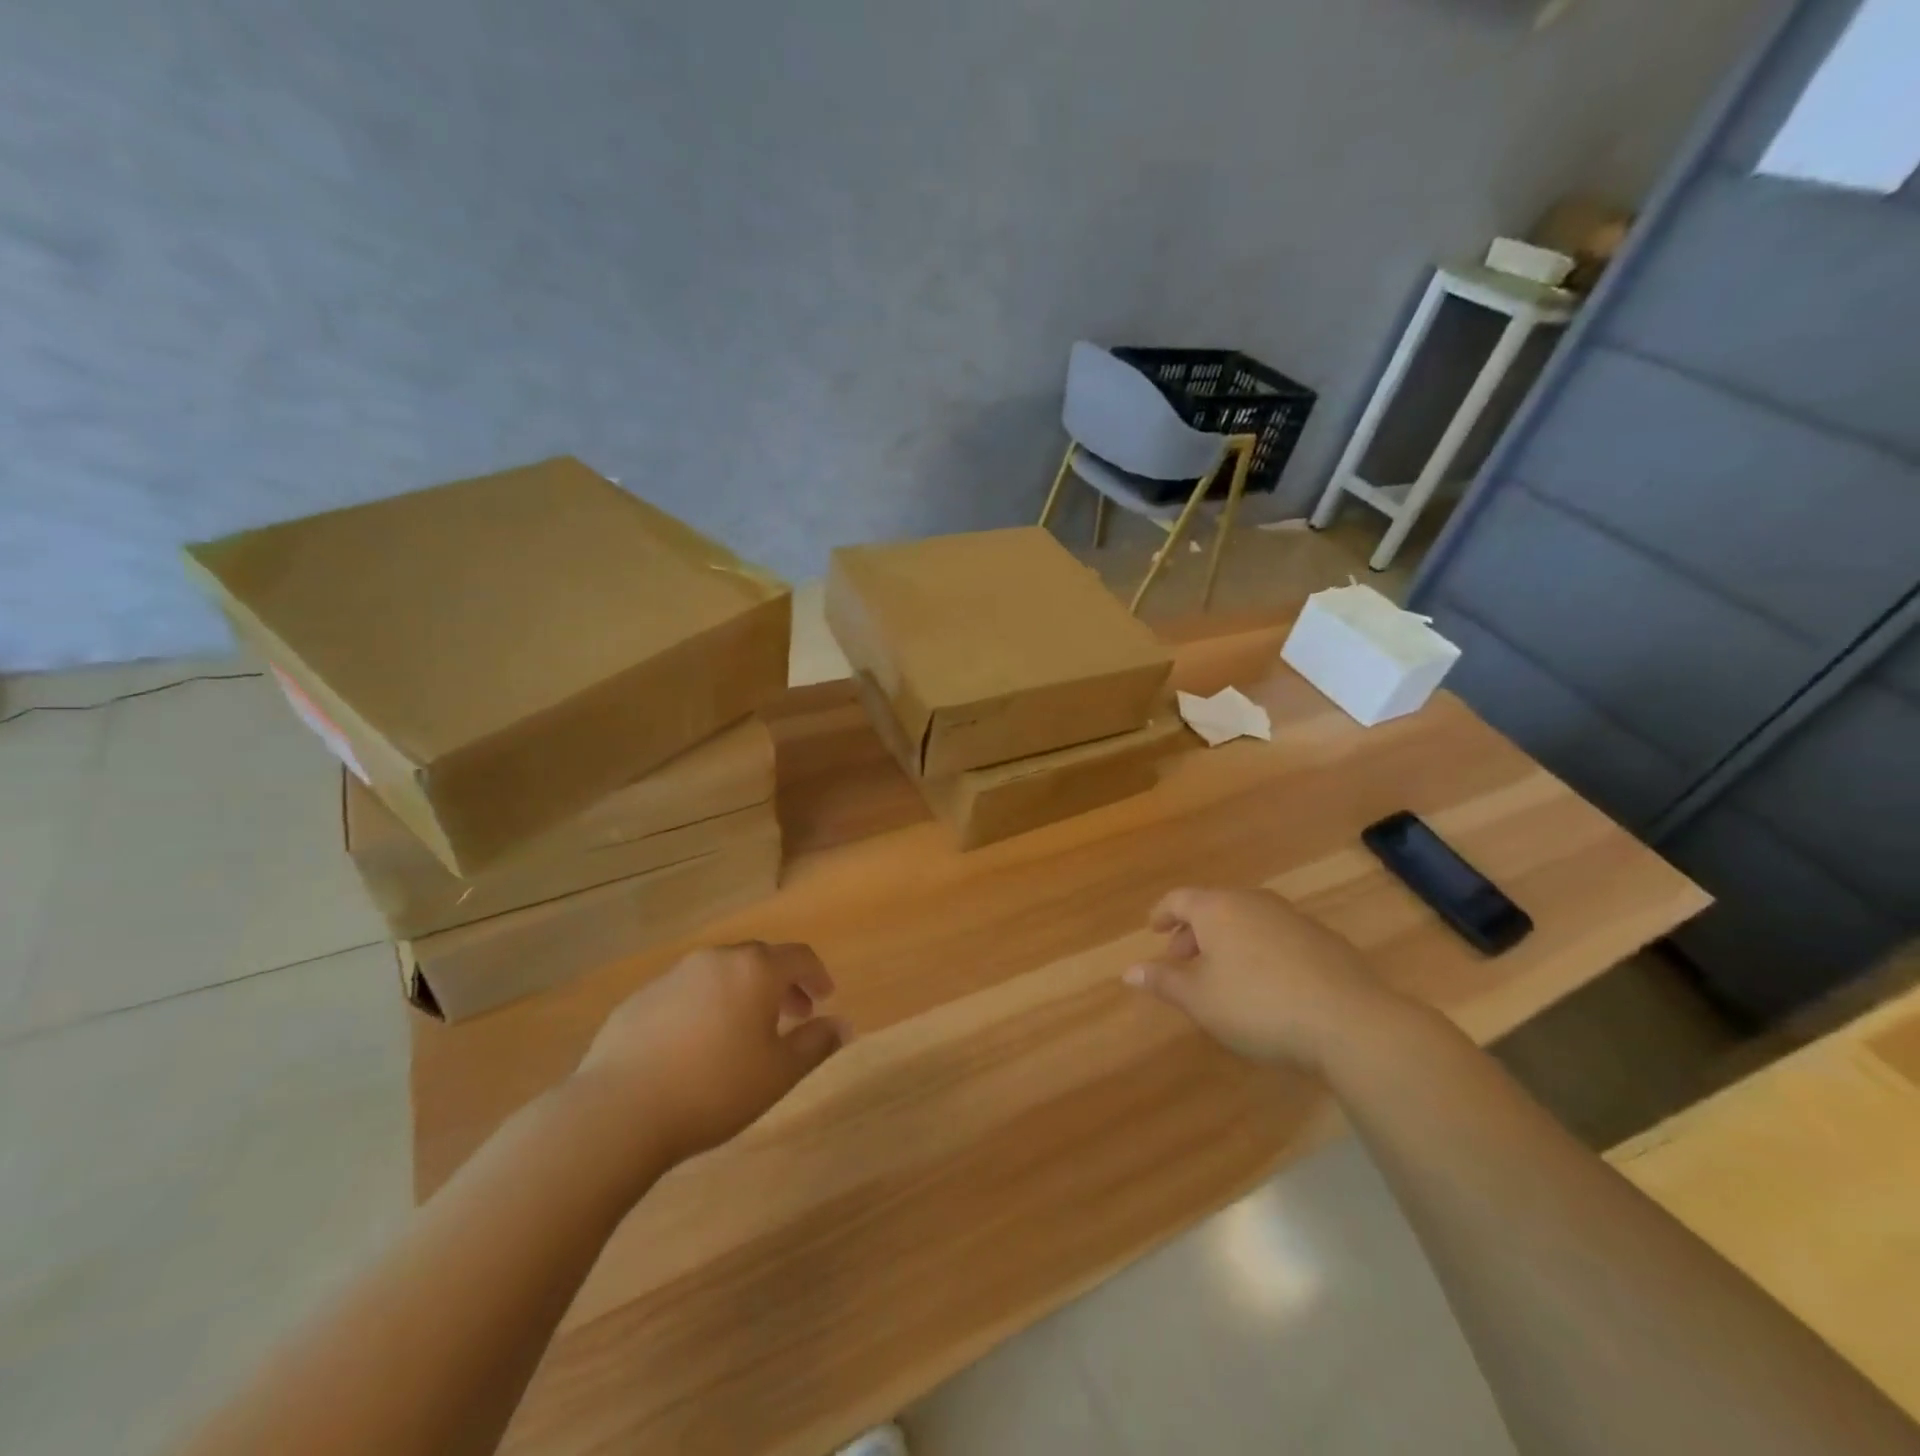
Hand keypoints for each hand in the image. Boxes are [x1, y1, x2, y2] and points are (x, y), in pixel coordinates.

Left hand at [571, 942, 848, 1164]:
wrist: (618, 1111)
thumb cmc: (715, 1088)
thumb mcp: (779, 1073)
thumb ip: (816, 1044)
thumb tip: (843, 1026)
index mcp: (755, 970)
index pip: (799, 957)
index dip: (817, 975)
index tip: (825, 997)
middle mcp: (716, 960)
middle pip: (759, 960)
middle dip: (780, 984)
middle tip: (792, 1016)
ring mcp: (673, 976)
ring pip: (720, 974)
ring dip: (741, 994)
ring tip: (744, 1032)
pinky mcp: (639, 999)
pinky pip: (686, 993)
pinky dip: (704, 1006)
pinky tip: (697, 1045)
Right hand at [1123, 887, 1412, 1072]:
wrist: (1350, 1022)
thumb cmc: (1258, 1006)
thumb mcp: (1200, 999)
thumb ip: (1163, 981)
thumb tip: (1129, 971)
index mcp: (1218, 908)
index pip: (1179, 899)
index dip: (1162, 913)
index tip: (1153, 929)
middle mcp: (1253, 902)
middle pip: (1214, 907)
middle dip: (1194, 931)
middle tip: (1182, 959)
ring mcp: (1292, 917)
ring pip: (1247, 920)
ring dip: (1227, 941)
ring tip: (1222, 973)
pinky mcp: (1324, 939)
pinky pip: (1276, 935)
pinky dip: (1260, 949)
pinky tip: (1266, 983)